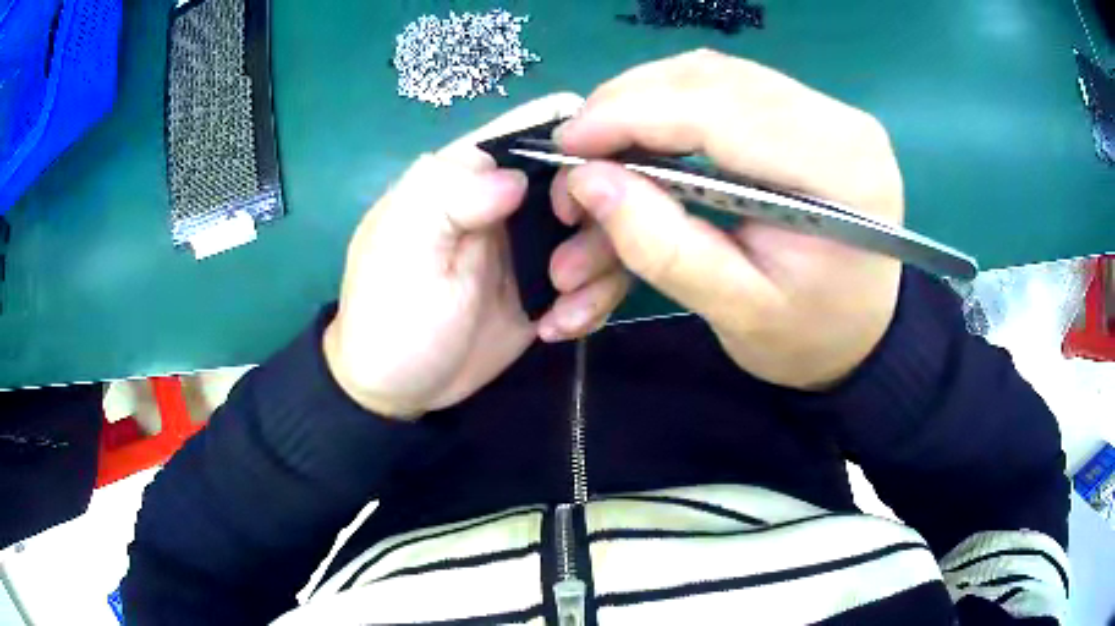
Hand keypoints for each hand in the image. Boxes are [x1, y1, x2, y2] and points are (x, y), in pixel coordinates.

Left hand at [324, 94, 630, 417]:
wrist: (399, 389)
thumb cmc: (389, 312)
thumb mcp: (401, 246)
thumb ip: (448, 192)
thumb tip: (516, 179)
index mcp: (474, 171)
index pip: (543, 124)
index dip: (582, 142)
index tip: (586, 192)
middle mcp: (515, 199)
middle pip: (594, 179)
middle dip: (596, 222)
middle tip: (562, 273)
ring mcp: (539, 244)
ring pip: (607, 231)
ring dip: (597, 272)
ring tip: (560, 313)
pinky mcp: (554, 288)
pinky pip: (600, 279)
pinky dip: (592, 304)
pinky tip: (557, 329)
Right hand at [554, 50, 903, 389]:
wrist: (862, 333)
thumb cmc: (809, 337)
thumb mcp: (736, 312)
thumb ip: (663, 247)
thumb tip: (588, 180)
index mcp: (838, 169)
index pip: (717, 111)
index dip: (630, 116)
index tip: (567, 146)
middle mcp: (838, 121)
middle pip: (711, 78)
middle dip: (627, 105)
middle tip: (577, 152)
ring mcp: (826, 109)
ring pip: (711, 73)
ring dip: (644, 100)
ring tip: (604, 146)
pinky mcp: (809, 112)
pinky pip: (725, 84)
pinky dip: (672, 102)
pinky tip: (646, 133)